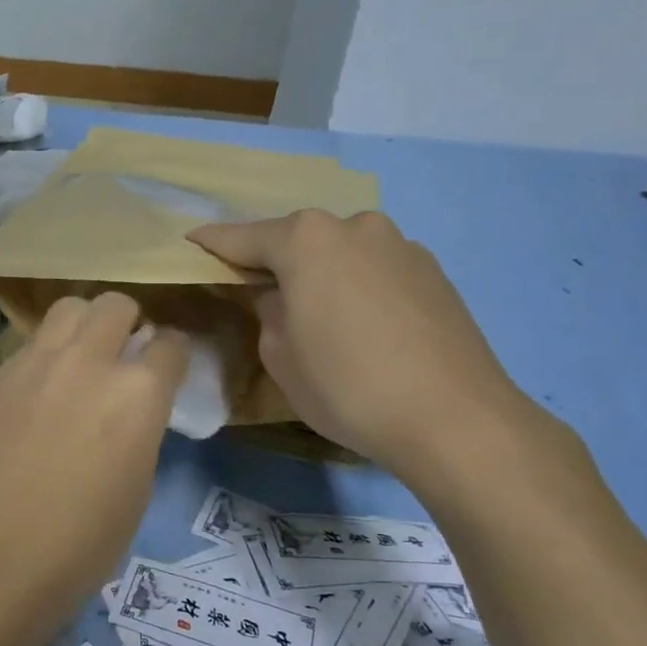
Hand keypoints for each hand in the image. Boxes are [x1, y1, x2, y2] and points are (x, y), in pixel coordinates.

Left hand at [0, 292, 188, 631]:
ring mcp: (37, 362)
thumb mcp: (139, 483)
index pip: (170, 344)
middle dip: (127, 321)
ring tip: (78, 355)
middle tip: (121, 351)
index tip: (166, 365)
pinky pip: (29, 346)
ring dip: (83, 324)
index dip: (172, 353)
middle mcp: (89, 361)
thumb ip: (141, 427)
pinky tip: (35, 392)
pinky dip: (43, 357)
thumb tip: (131, 408)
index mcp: (138, 392)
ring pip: (68, 308)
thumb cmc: (84, 538)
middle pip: (116, 304)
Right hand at [191, 210, 541, 485]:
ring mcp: (399, 245)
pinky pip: (375, 268)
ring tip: (316, 309)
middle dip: (273, 258)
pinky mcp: (433, 271)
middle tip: (255, 287)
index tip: (190, 243)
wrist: (456, 419)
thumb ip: (267, 311)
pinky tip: (362, 321)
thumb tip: (278, 296)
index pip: (242, 237)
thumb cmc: (347, 386)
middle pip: (297, 238)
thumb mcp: (280, 354)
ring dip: (321, 270)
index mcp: (306, 239)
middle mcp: (353, 226)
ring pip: (340, 250)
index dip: (212, 244)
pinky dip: (357, 283)